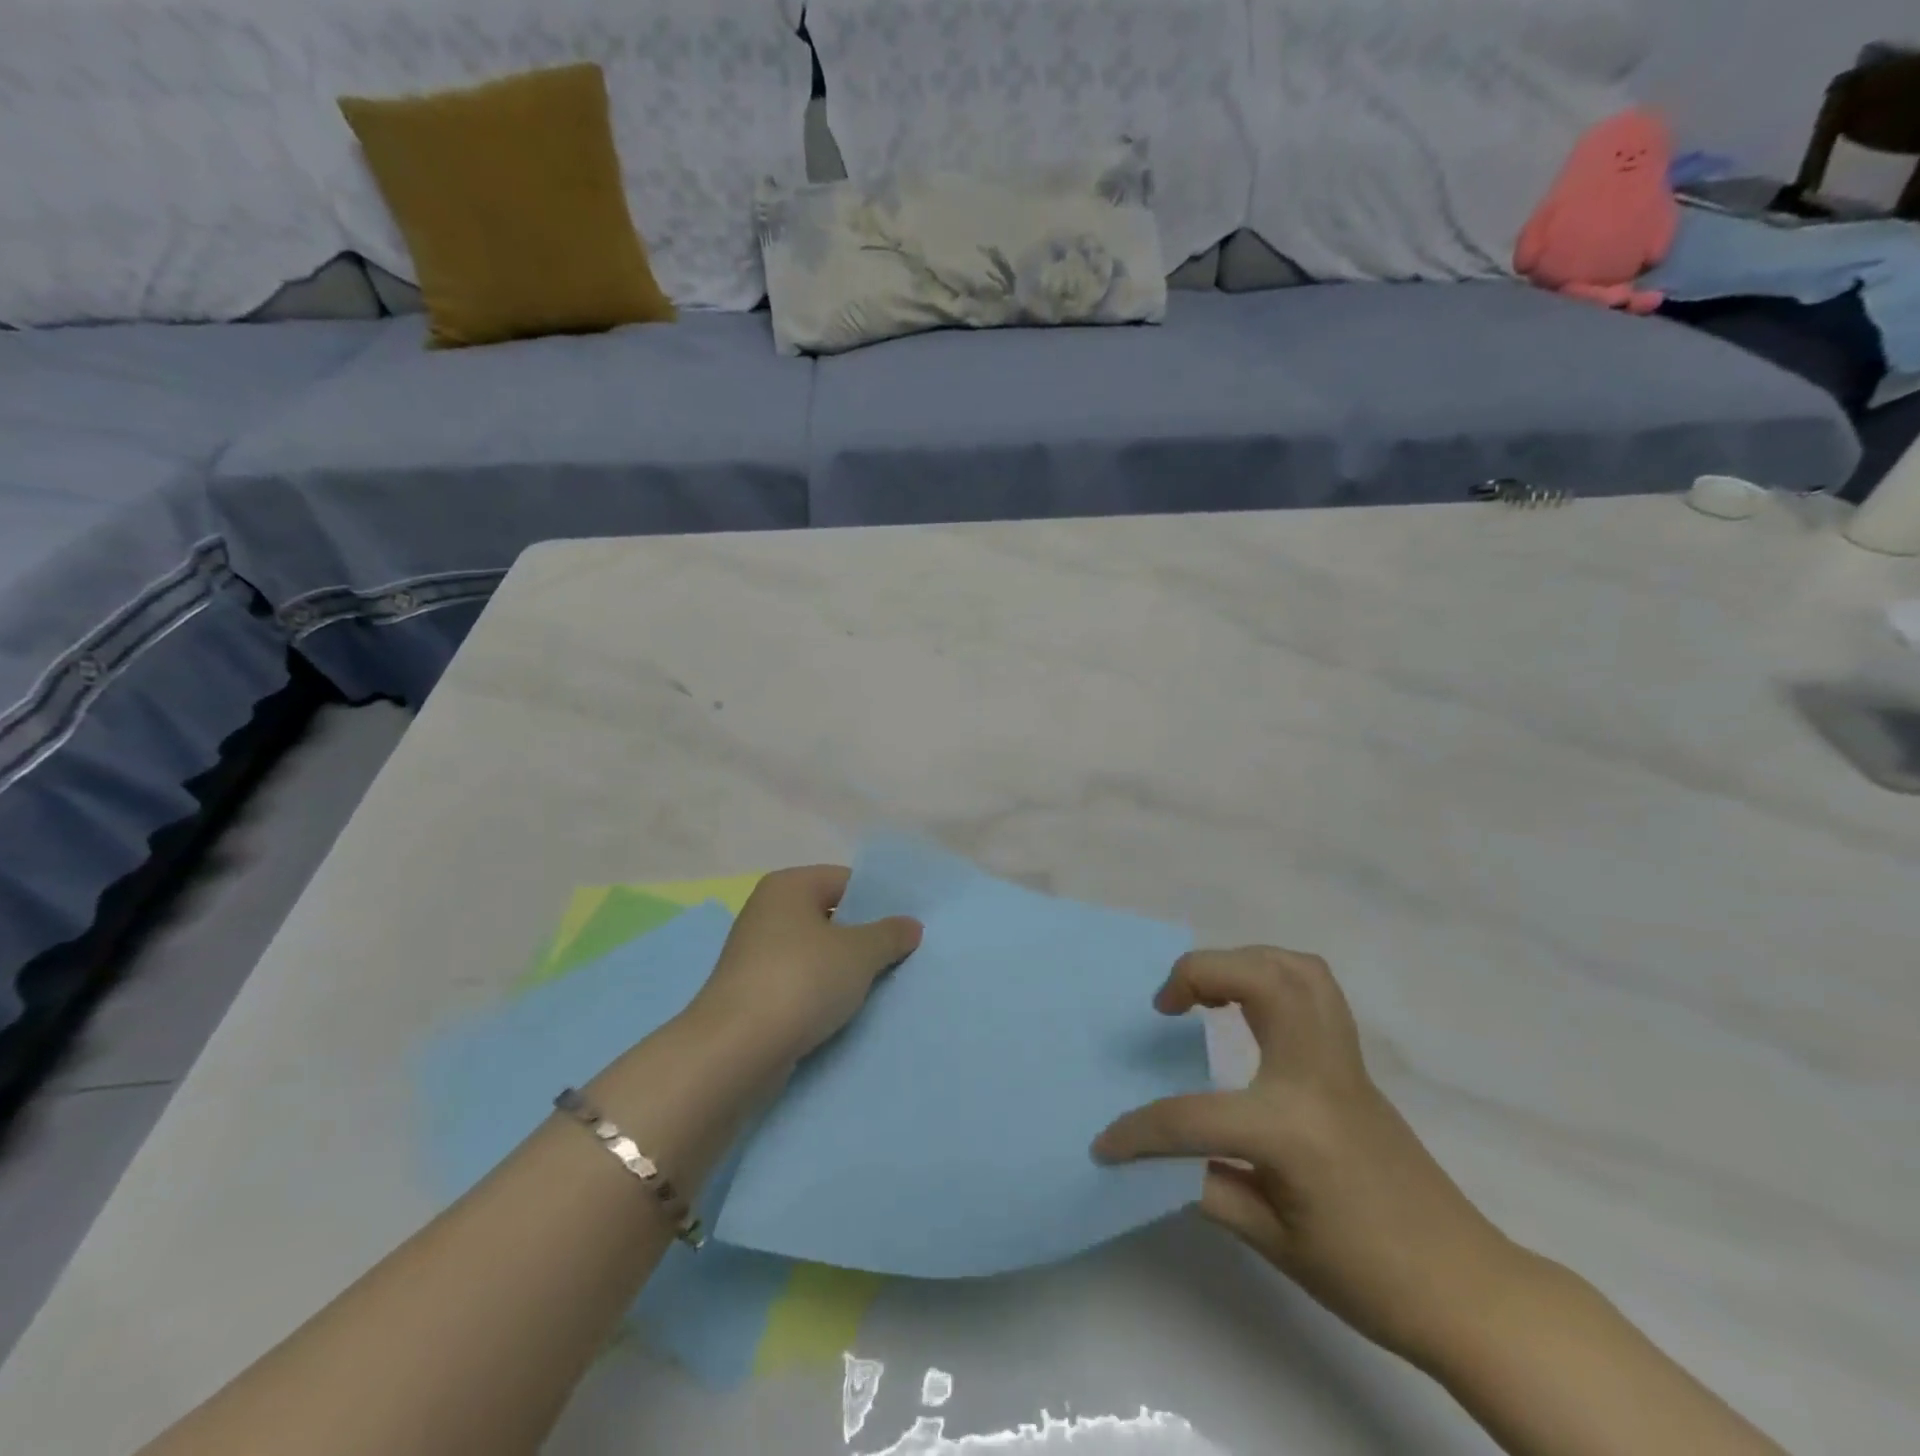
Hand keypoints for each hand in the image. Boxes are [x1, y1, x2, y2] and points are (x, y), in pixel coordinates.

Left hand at [684, 865, 921, 1073]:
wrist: (735, 1051)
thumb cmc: (801, 981)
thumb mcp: (859, 953)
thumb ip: (890, 934)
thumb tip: (910, 925)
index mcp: (788, 886)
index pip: (846, 880)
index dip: (879, 901)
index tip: (908, 925)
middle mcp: (767, 911)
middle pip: (830, 916)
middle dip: (864, 936)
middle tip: (902, 955)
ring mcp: (755, 954)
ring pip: (816, 953)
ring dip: (845, 969)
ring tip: (882, 986)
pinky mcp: (752, 993)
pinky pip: (800, 983)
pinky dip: (822, 993)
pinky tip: (848, 1011)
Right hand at [1093, 947, 1523, 1364]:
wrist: (1466, 1288)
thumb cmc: (1369, 1276)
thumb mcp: (1273, 1241)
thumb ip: (1206, 1185)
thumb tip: (1157, 1158)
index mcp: (1292, 1127)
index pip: (1194, 1116)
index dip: (1140, 1133)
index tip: (1105, 1144)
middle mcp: (1317, 1074)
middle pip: (1259, 979)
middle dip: (1199, 973)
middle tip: (1165, 1005)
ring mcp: (1341, 1060)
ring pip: (1294, 969)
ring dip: (1240, 963)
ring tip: (1205, 993)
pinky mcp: (1352, 1062)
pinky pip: (1315, 990)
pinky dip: (1273, 975)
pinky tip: (1249, 1007)